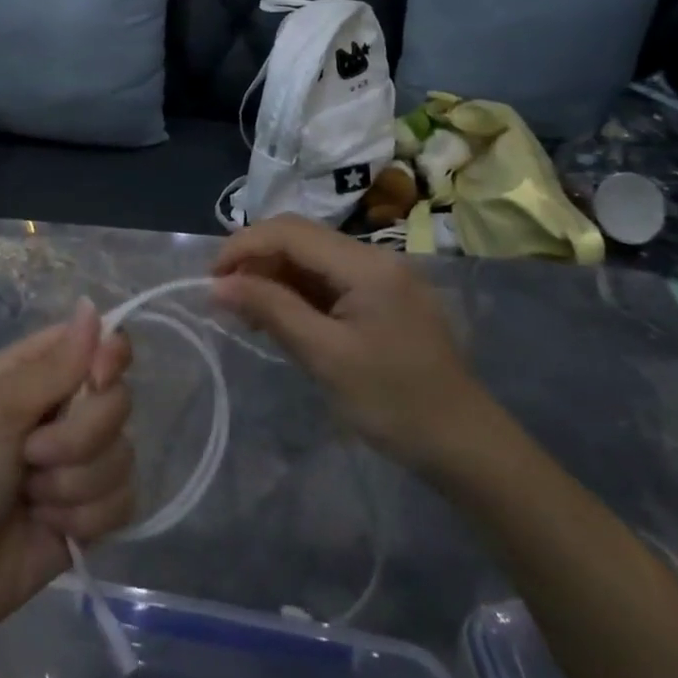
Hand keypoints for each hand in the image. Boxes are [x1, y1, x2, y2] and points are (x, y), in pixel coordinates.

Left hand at [0, 301, 135, 637]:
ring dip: (72, 485)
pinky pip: (123, 501)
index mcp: (39, 372)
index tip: (97, 379)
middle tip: (30, 456)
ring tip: (29, 498)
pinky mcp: (93, 512)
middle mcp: (66, 409)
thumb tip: (93, 305)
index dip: (111, 358)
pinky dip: (85, 519)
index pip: (102, 343)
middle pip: (118, 402)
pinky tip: (49, 527)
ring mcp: (82, 462)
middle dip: (77, 438)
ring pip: (123, 455)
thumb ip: (53, 366)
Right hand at [212, 215, 494, 477]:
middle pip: (300, 237)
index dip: (243, 247)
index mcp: (365, 264)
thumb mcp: (325, 356)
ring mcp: (382, 275)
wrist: (465, 445)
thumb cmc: (394, 403)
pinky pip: (329, 278)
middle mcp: (374, 256)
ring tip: (248, 313)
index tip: (211, 280)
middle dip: (256, 259)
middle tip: (226, 298)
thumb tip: (218, 285)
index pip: (290, 231)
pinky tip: (282, 318)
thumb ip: (271, 310)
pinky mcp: (383, 295)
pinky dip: (298, 291)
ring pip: (312, 256)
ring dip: (275, 276)